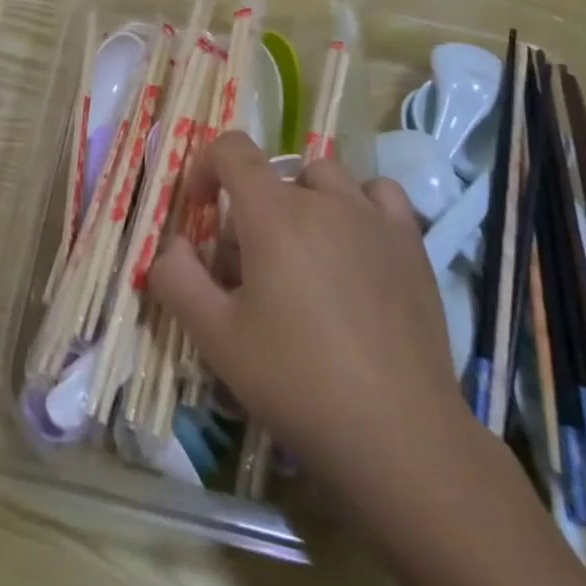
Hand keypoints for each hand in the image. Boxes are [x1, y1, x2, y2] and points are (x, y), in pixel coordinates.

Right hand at [149, 133, 463, 509]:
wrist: (399, 435)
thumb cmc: (297, 382)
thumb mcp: (215, 337)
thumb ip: (176, 278)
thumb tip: (173, 245)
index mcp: (274, 214)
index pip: (232, 150)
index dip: (206, 167)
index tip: (200, 208)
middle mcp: (326, 200)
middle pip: (276, 171)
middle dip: (251, 205)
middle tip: (249, 263)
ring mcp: (375, 218)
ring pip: (327, 177)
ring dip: (303, 199)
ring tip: (303, 253)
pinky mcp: (412, 245)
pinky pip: (379, 195)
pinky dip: (358, 205)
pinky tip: (355, 247)